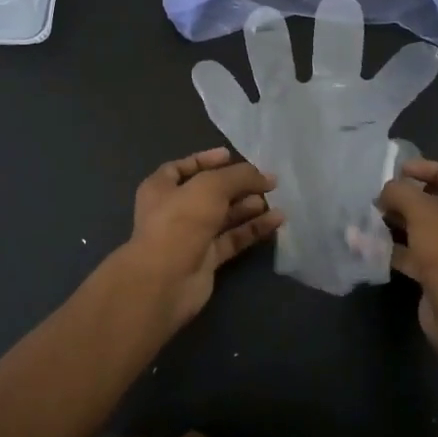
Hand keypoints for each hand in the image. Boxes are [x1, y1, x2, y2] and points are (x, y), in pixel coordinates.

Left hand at [122, 149, 282, 326]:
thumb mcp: (210, 186)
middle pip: (210, 192)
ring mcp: (191, 236)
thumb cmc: (181, 221)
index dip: (206, 160)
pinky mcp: (207, 259)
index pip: (183, 167)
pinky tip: (276, 220)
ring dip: (248, 207)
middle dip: (237, 185)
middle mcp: (174, 210)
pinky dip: (253, 229)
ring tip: (273, 199)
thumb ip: (239, 176)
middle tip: (266, 181)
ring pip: (224, 217)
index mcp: (161, 188)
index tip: (231, 156)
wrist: (165, 280)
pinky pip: (233, 239)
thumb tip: (265, 176)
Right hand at [376, 160, 437, 346]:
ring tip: (370, 216)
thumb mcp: (424, 213)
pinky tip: (368, 245)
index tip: (402, 169)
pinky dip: (394, 249)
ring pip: (425, 232)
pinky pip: (415, 257)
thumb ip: (402, 193)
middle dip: (410, 198)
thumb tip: (386, 190)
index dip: (433, 169)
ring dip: (399, 223)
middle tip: (382, 194)